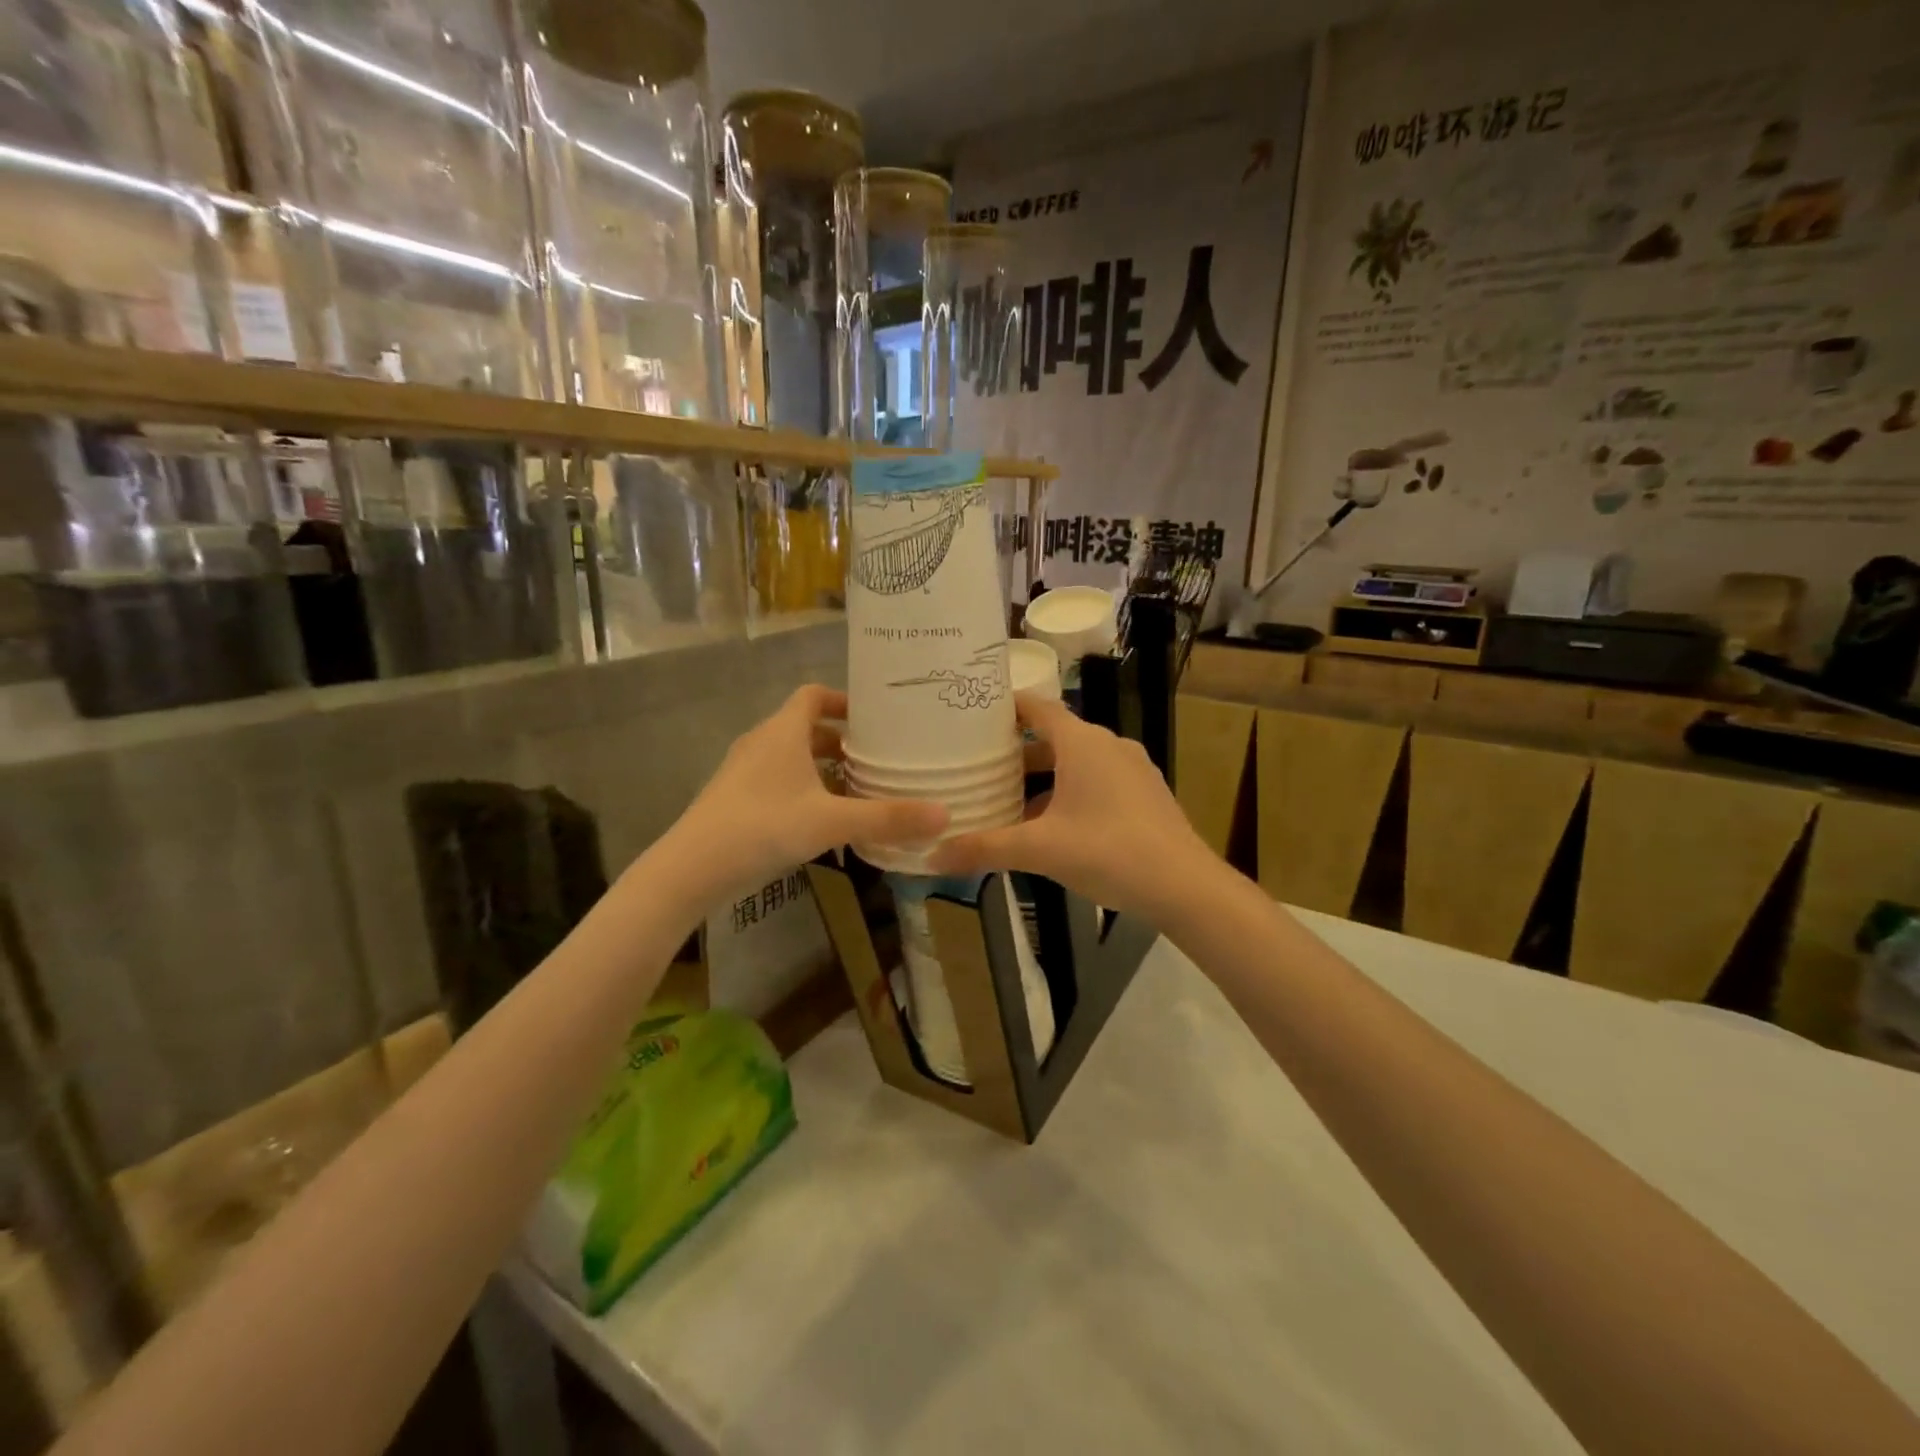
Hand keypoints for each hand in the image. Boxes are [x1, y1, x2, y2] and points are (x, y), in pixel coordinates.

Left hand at [667, 686, 947, 898]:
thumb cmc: (762, 827)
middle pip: (806, 728)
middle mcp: (762, 743)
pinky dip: (805, 790)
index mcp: (782, 732)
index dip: (844, 701)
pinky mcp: (736, 800)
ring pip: (792, 758)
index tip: (875, 718)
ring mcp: (744, 772)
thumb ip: (887, 818)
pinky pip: (778, 782)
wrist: (690, 869)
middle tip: (878, 758)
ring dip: (823, 768)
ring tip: (858, 789)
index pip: (813, 695)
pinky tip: (824, 820)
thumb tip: (945, 815)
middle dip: (842, 741)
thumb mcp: (831, 822)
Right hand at [930, 693, 1210, 918]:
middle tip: (980, 768)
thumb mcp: (1039, 850)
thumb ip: (985, 849)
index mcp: (1082, 743)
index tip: (974, 716)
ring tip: (1010, 801)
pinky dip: (1070, 792)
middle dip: (1018, 753)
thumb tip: (932, 856)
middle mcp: (1109, 745)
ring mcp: (1132, 769)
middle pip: (1054, 737)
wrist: (1184, 885)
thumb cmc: (1108, 852)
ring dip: (1044, 778)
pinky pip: (1098, 781)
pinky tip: (1053, 826)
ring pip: (1077, 763)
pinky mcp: (1145, 794)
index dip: (1006, 708)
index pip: (1037, 708)